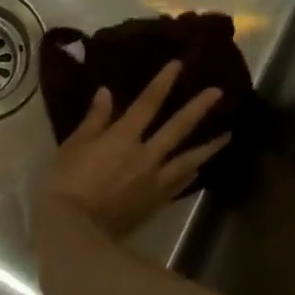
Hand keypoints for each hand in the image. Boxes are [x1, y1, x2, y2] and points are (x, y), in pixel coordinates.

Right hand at [44, 63, 228, 237]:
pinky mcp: (157, 202)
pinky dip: (191, 174)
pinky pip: (180, 184)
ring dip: (209, 146)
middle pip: (178, 128)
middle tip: (219, 93)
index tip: (178, 66)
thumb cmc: (67, 182)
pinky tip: (198, 170)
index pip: (147, 104)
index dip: (163, 83)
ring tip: (227, 136)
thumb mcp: (73, 146)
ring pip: (189, 159)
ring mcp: (155, 180)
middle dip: (198, 108)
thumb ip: (94, 120)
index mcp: (123, 138)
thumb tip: (106, 93)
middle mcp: (146, 155)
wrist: (76, 228)